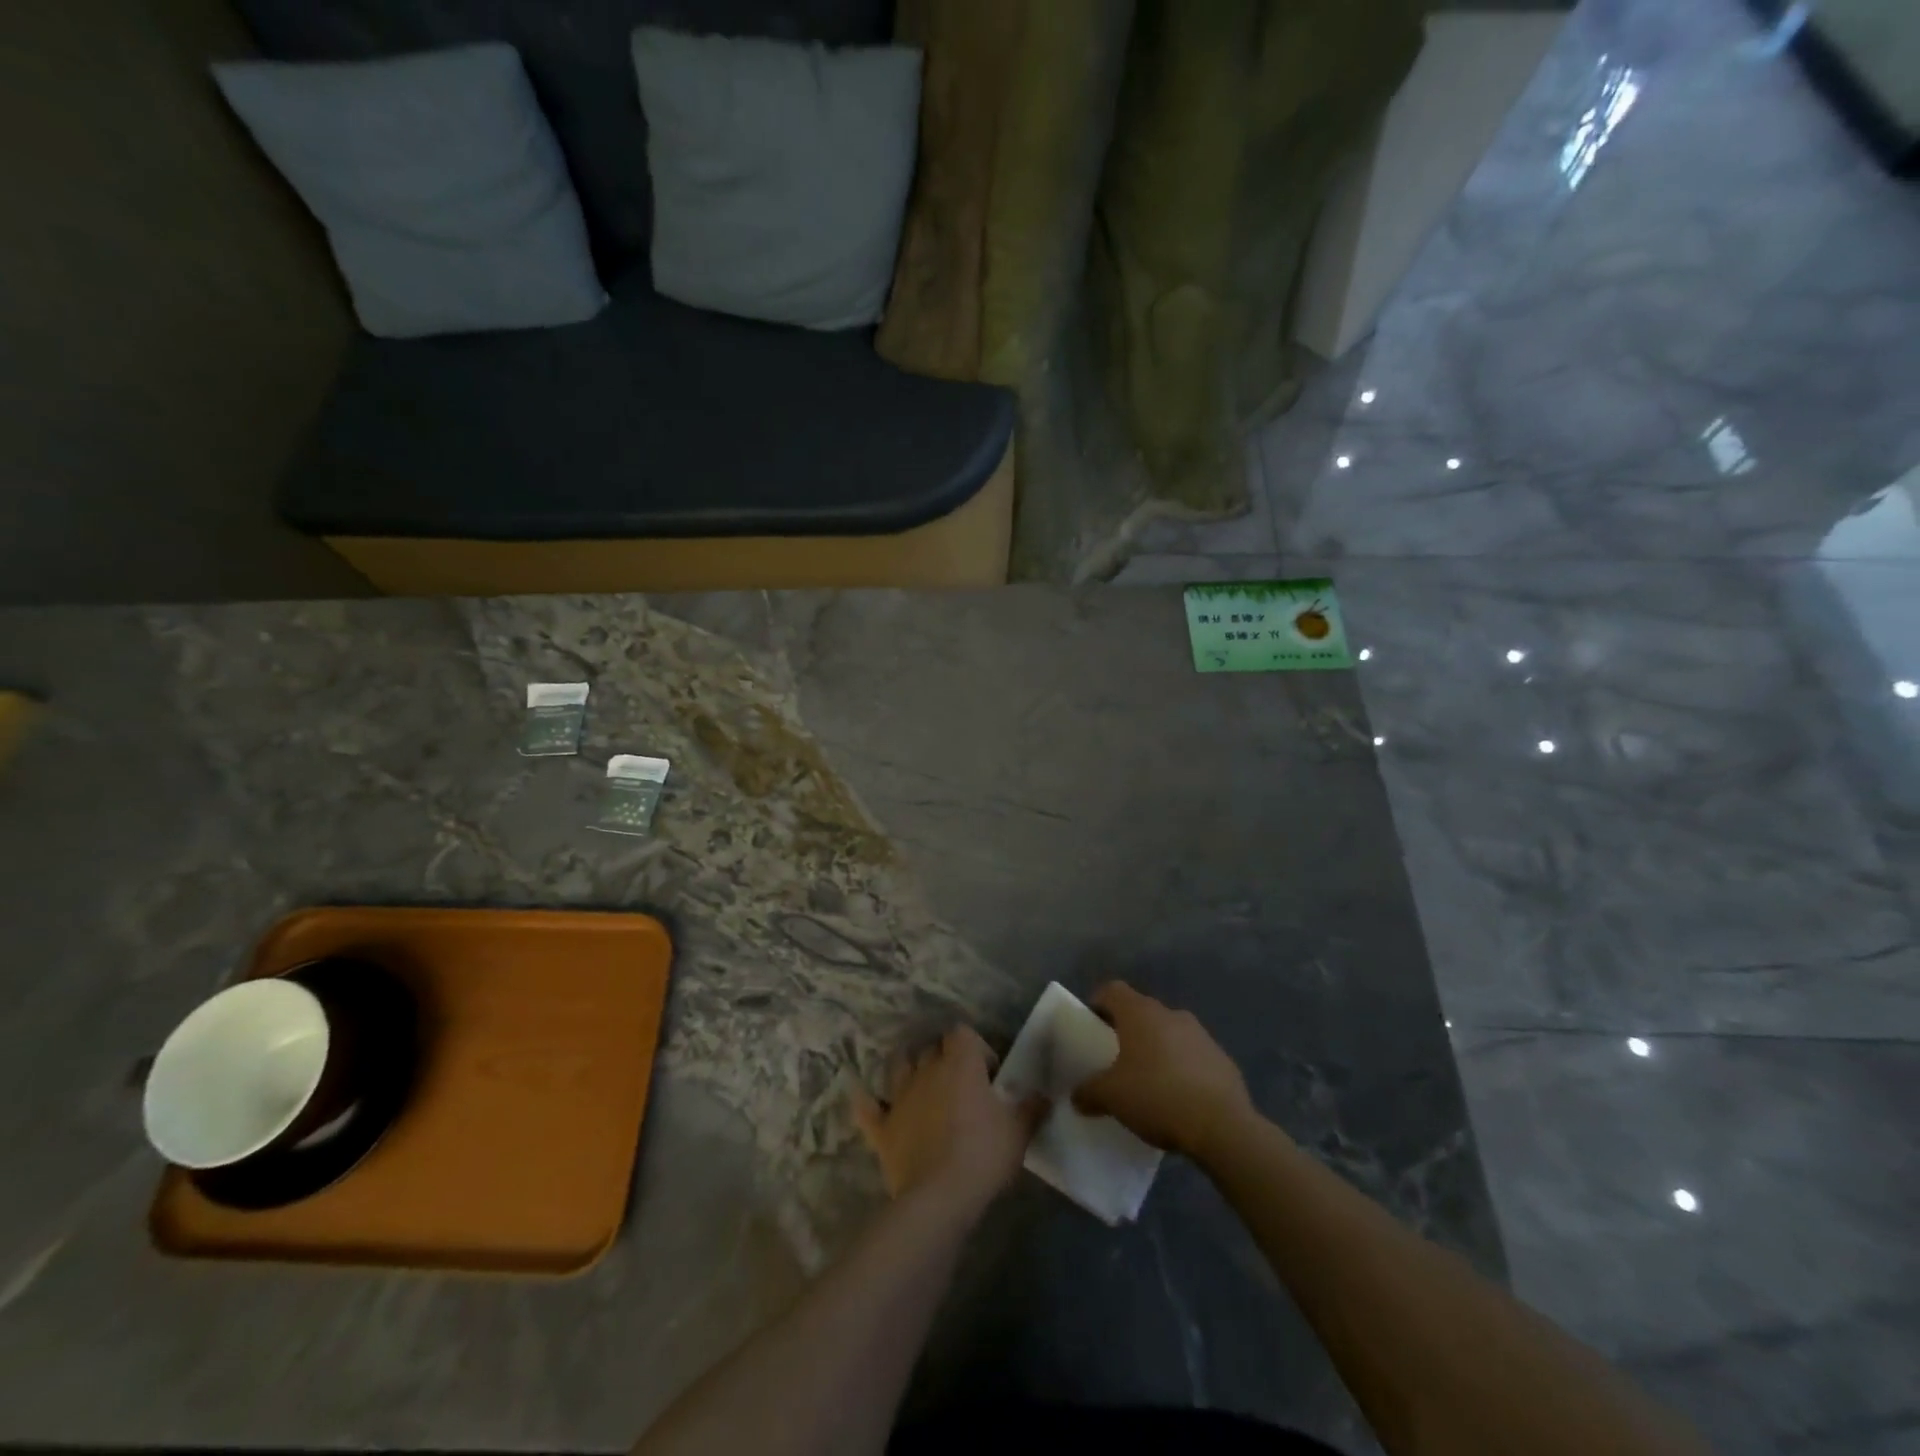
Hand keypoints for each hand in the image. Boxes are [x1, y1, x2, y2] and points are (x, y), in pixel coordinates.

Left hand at [854, 1026, 1046, 1219]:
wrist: (939, 1197)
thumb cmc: (983, 1154)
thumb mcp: (1019, 1131)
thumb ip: (1032, 1107)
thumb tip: (1044, 1094)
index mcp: (960, 1063)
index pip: (963, 1033)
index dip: (976, 1048)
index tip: (989, 1075)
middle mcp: (926, 1070)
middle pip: (932, 1048)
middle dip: (945, 1058)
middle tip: (961, 1085)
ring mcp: (900, 1097)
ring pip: (898, 1064)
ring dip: (908, 1067)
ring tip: (920, 1083)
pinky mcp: (882, 1127)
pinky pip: (867, 1108)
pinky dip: (867, 1103)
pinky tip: (865, 1100)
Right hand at [1073, 983, 1253, 1157]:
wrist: (1222, 1125)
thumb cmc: (1157, 1096)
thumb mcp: (1111, 1097)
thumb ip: (1088, 1091)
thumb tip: (1077, 1096)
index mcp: (1140, 1013)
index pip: (1112, 990)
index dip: (1098, 1004)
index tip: (1091, 1027)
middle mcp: (1171, 1014)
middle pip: (1141, 1011)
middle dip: (1127, 1031)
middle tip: (1116, 1059)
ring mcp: (1201, 1034)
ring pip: (1169, 1033)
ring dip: (1157, 1049)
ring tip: (1148, 1082)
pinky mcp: (1222, 1059)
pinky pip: (1193, 1056)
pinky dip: (1182, 1068)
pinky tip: (1178, 1098)